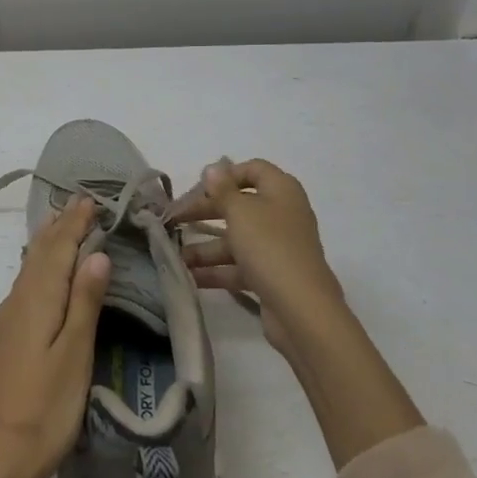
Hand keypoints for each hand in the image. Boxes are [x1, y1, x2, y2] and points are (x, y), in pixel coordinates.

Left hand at [0, 197, 110, 477]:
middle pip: (39, 252)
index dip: (74, 223)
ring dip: (47, 243)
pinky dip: (38, 266)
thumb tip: (97, 254)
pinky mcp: (6, 339)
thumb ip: (84, 302)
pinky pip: (25, 284)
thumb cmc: (45, 408)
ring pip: (29, 267)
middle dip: (59, 225)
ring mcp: (8, 320)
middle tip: (78, 201)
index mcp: (36, 299)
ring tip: (60, 224)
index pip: (58, 249)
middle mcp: (18, 301)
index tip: (90, 198)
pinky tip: (41, 273)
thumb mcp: (74, 355)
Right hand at [175, 158, 344, 360]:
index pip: (254, 169)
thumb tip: (213, 168)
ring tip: (176, 256)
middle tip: (175, 218)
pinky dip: (216, 270)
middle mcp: (282, 215)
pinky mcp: (272, 276)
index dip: (226, 174)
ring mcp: (277, 247)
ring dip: (205, 247)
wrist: (301, 309)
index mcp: (281, 191)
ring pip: (236, 239)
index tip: (199, 187)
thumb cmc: (269, 246)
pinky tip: (189, 276)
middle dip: (205, 212)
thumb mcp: (240, 211)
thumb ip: (222, 189)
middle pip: (239, 205)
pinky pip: (239, 266)